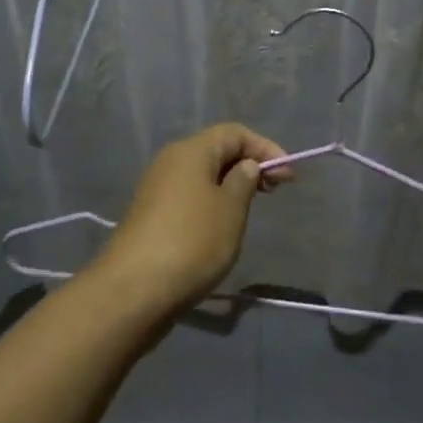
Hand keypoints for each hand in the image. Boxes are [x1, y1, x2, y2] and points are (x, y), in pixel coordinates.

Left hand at [93, 122, 292, 315]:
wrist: (133, 290)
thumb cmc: (192, 242)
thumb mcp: (230, 210)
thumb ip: (244, 181)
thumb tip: (245, 166)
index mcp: (191, 150)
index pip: (234, 133)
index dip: (265, 148)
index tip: (289, 175)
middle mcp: (171, 161)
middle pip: (216, 151)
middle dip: (248, 165)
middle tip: (274, 191)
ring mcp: (157, 188)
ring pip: (202, 175)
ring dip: (230, 186)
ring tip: (250, 210)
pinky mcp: (151, 215)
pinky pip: (189, 196)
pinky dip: (211, 202)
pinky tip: (221, 228)